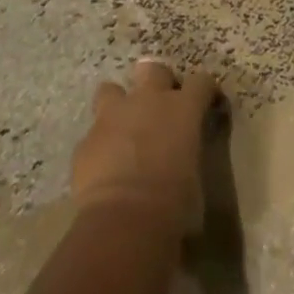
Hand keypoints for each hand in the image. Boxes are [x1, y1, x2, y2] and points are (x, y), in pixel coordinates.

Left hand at [72, 58, 219, 237]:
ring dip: (118, 105)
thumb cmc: (173, 205)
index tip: (207, 103)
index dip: (204, 91)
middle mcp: (147, 101)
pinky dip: (100, 145)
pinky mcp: (86, 141)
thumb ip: (187, 156)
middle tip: (159, 107)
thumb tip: (182, 160)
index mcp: (183, 109)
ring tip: (122, 128)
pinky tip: (103, 167)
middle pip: (153, 70)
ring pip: (111, 90)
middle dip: (157, 82)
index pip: (201, 82)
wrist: (123, 223)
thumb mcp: (194, 179)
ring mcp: (112, 117)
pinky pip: (93, 134)